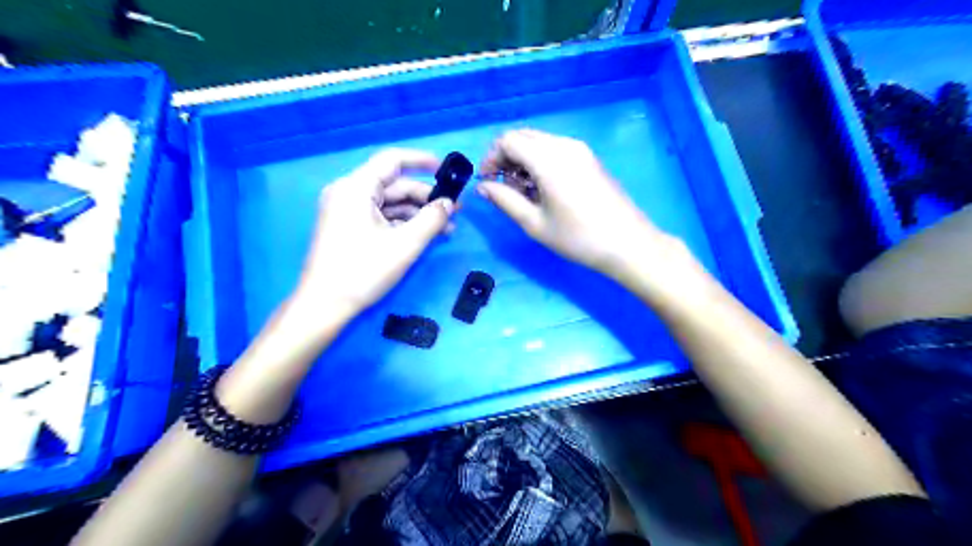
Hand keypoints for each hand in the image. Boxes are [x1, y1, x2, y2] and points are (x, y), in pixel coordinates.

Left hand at [294, 150, 453, 320]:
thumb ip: (432, 219)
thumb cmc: (363, 271)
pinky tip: (424, 235)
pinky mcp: (348, 228)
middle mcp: (349, 192)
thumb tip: (449, 204)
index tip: (447, 171)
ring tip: (445, 228)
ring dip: (418, 214)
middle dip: (425, 197)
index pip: (392, 160)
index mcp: (356, 188)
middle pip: (394, 185)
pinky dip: (402, 224)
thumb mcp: (405, 244)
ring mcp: (347, 211)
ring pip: (389, 203)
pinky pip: (380, 217)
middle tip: (454, 211)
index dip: (422, 161)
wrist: (324, 306)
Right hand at [477, 129, 678, 278]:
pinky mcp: (589, 157)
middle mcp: (563, 145)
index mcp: (548, 159)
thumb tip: (482, 186)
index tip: (488, 182)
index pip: (507, 140)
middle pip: (523, 136)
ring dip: (523, 160)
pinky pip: (555, 148)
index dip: (491, 158)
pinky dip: (541, 161)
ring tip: (525, 192)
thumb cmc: (577, 238)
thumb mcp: (534, 223)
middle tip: (505, 188)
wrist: (627, 243)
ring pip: (539, 142)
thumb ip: (504, 200)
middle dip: (506, 158)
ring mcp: (580, 149)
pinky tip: (545, 188)